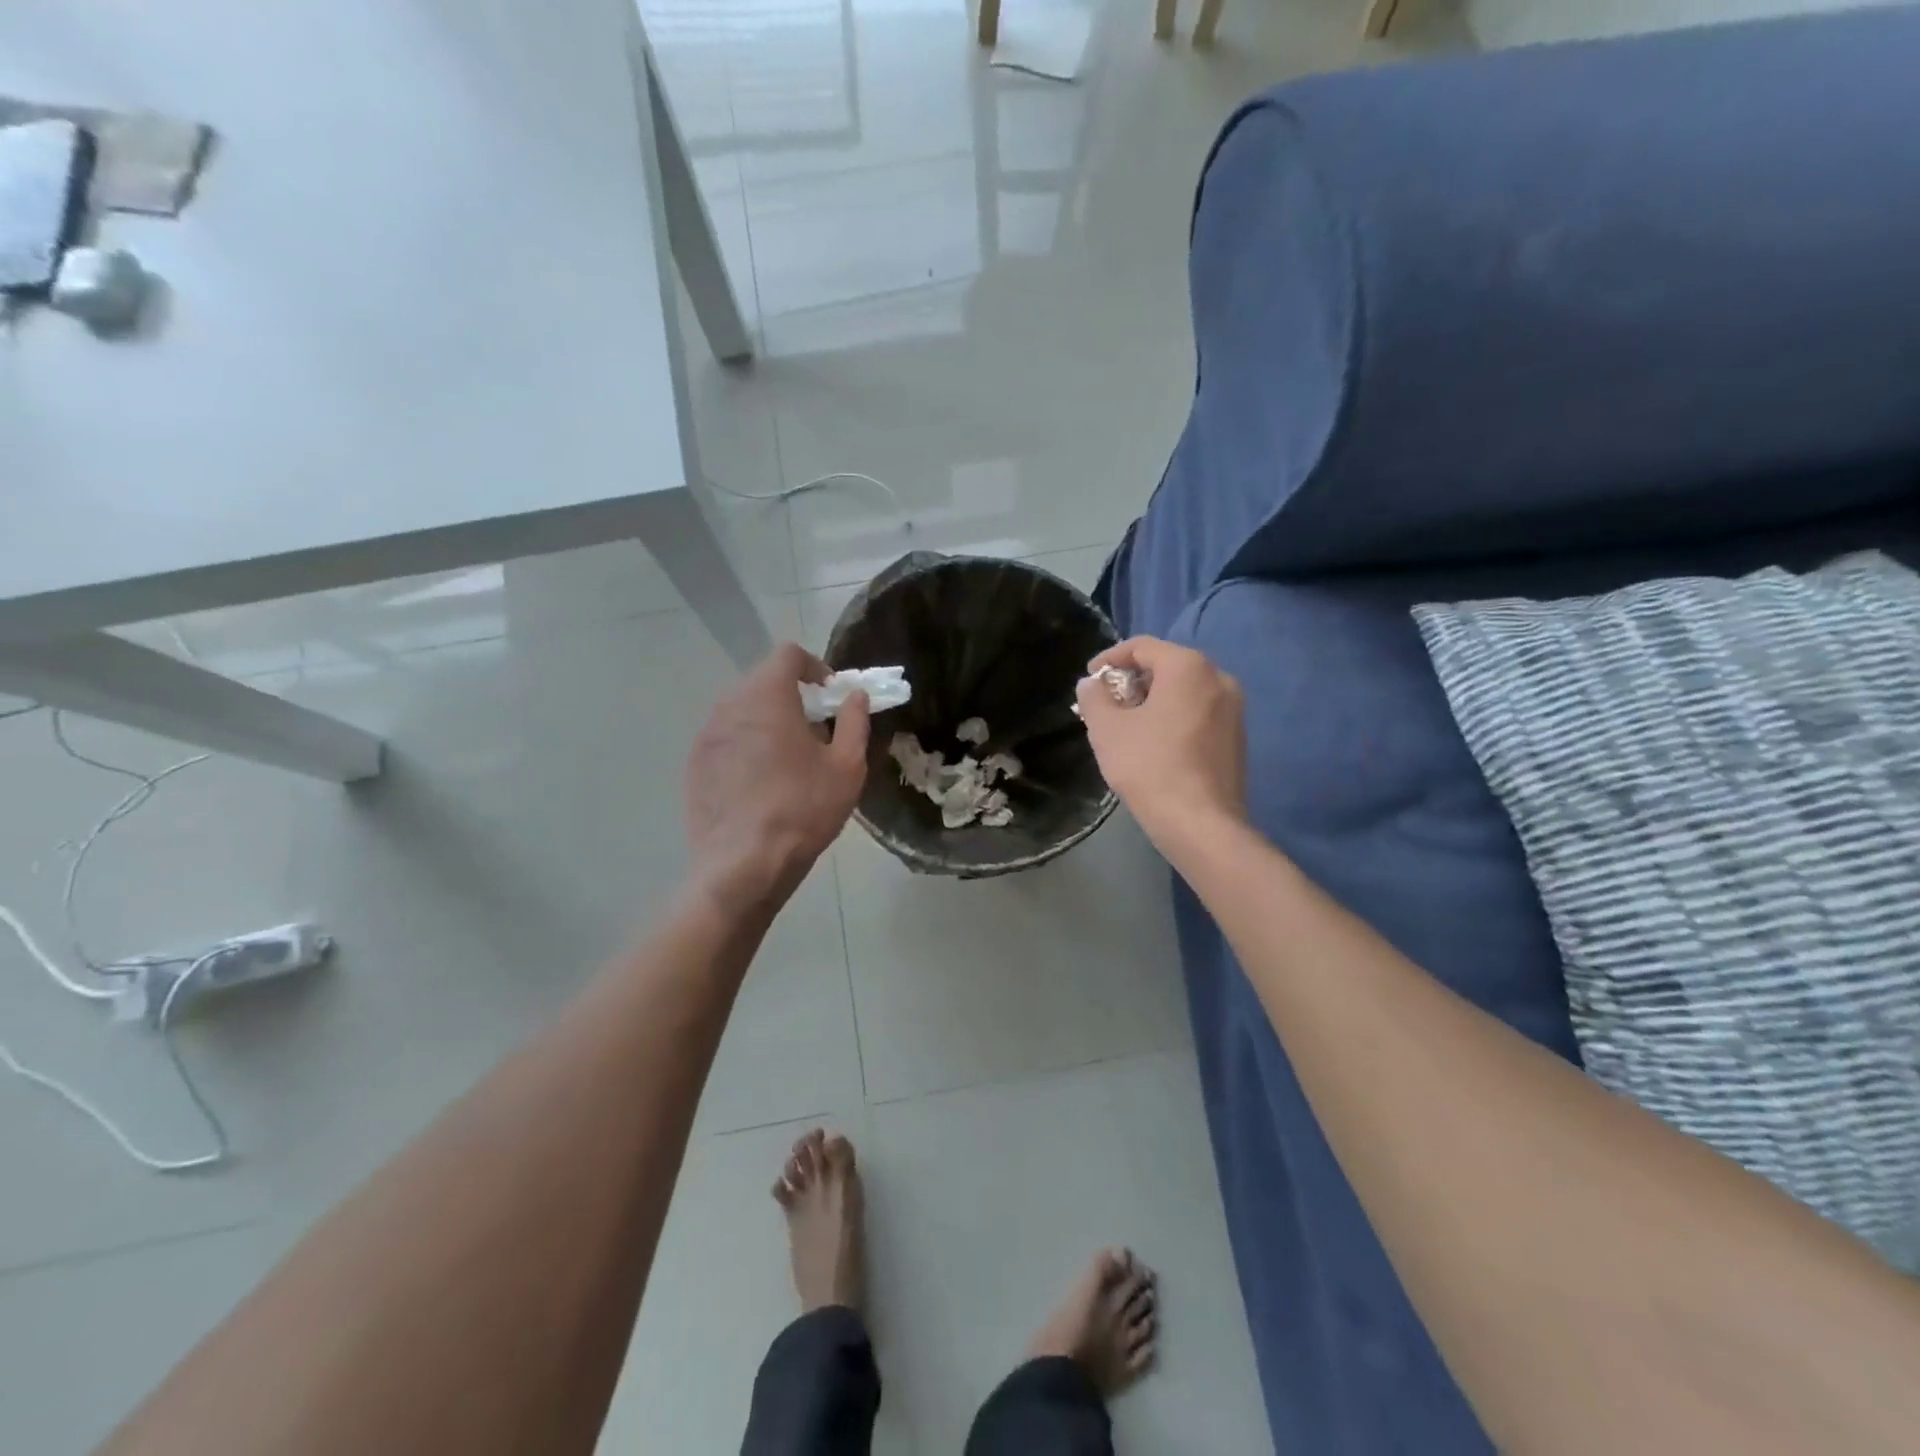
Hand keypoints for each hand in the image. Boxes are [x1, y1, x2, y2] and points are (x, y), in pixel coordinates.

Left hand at [684, 644, 869, 915]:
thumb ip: (855, 721)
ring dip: (767, 721)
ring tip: (788, 759)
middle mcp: (729, 705)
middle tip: (815, 730)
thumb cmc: (804, 810)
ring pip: (742, 711)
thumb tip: (855, 696)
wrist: (744, 866)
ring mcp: (706, 735)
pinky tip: (760, 783)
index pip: (788, 655)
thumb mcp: (847, 766)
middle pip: (763, 681)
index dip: (815, 667)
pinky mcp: (693, 764)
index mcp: (768, 696)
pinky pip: (725, 739)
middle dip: (792, 696)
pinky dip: (745, 745)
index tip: (830, 696)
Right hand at [1077, 637, 1245, 853]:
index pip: (1142, 647)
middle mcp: (1218, 678)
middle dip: (1132, 681)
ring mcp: (1234, 709)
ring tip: (1127, 725)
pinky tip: (1154, 744)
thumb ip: (1094, 697)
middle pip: (1166, 666)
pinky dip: (1173, 717)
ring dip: (1153, 700)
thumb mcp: (1107, 729)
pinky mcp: (1237, 737)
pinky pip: (1199, 713)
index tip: (1089, 679)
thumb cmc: (1149, 767)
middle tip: (1106, 704)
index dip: (1110, 658)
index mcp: (1188, 667)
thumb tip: (1091, 684)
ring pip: (1184, 691)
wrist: (1201, 824)